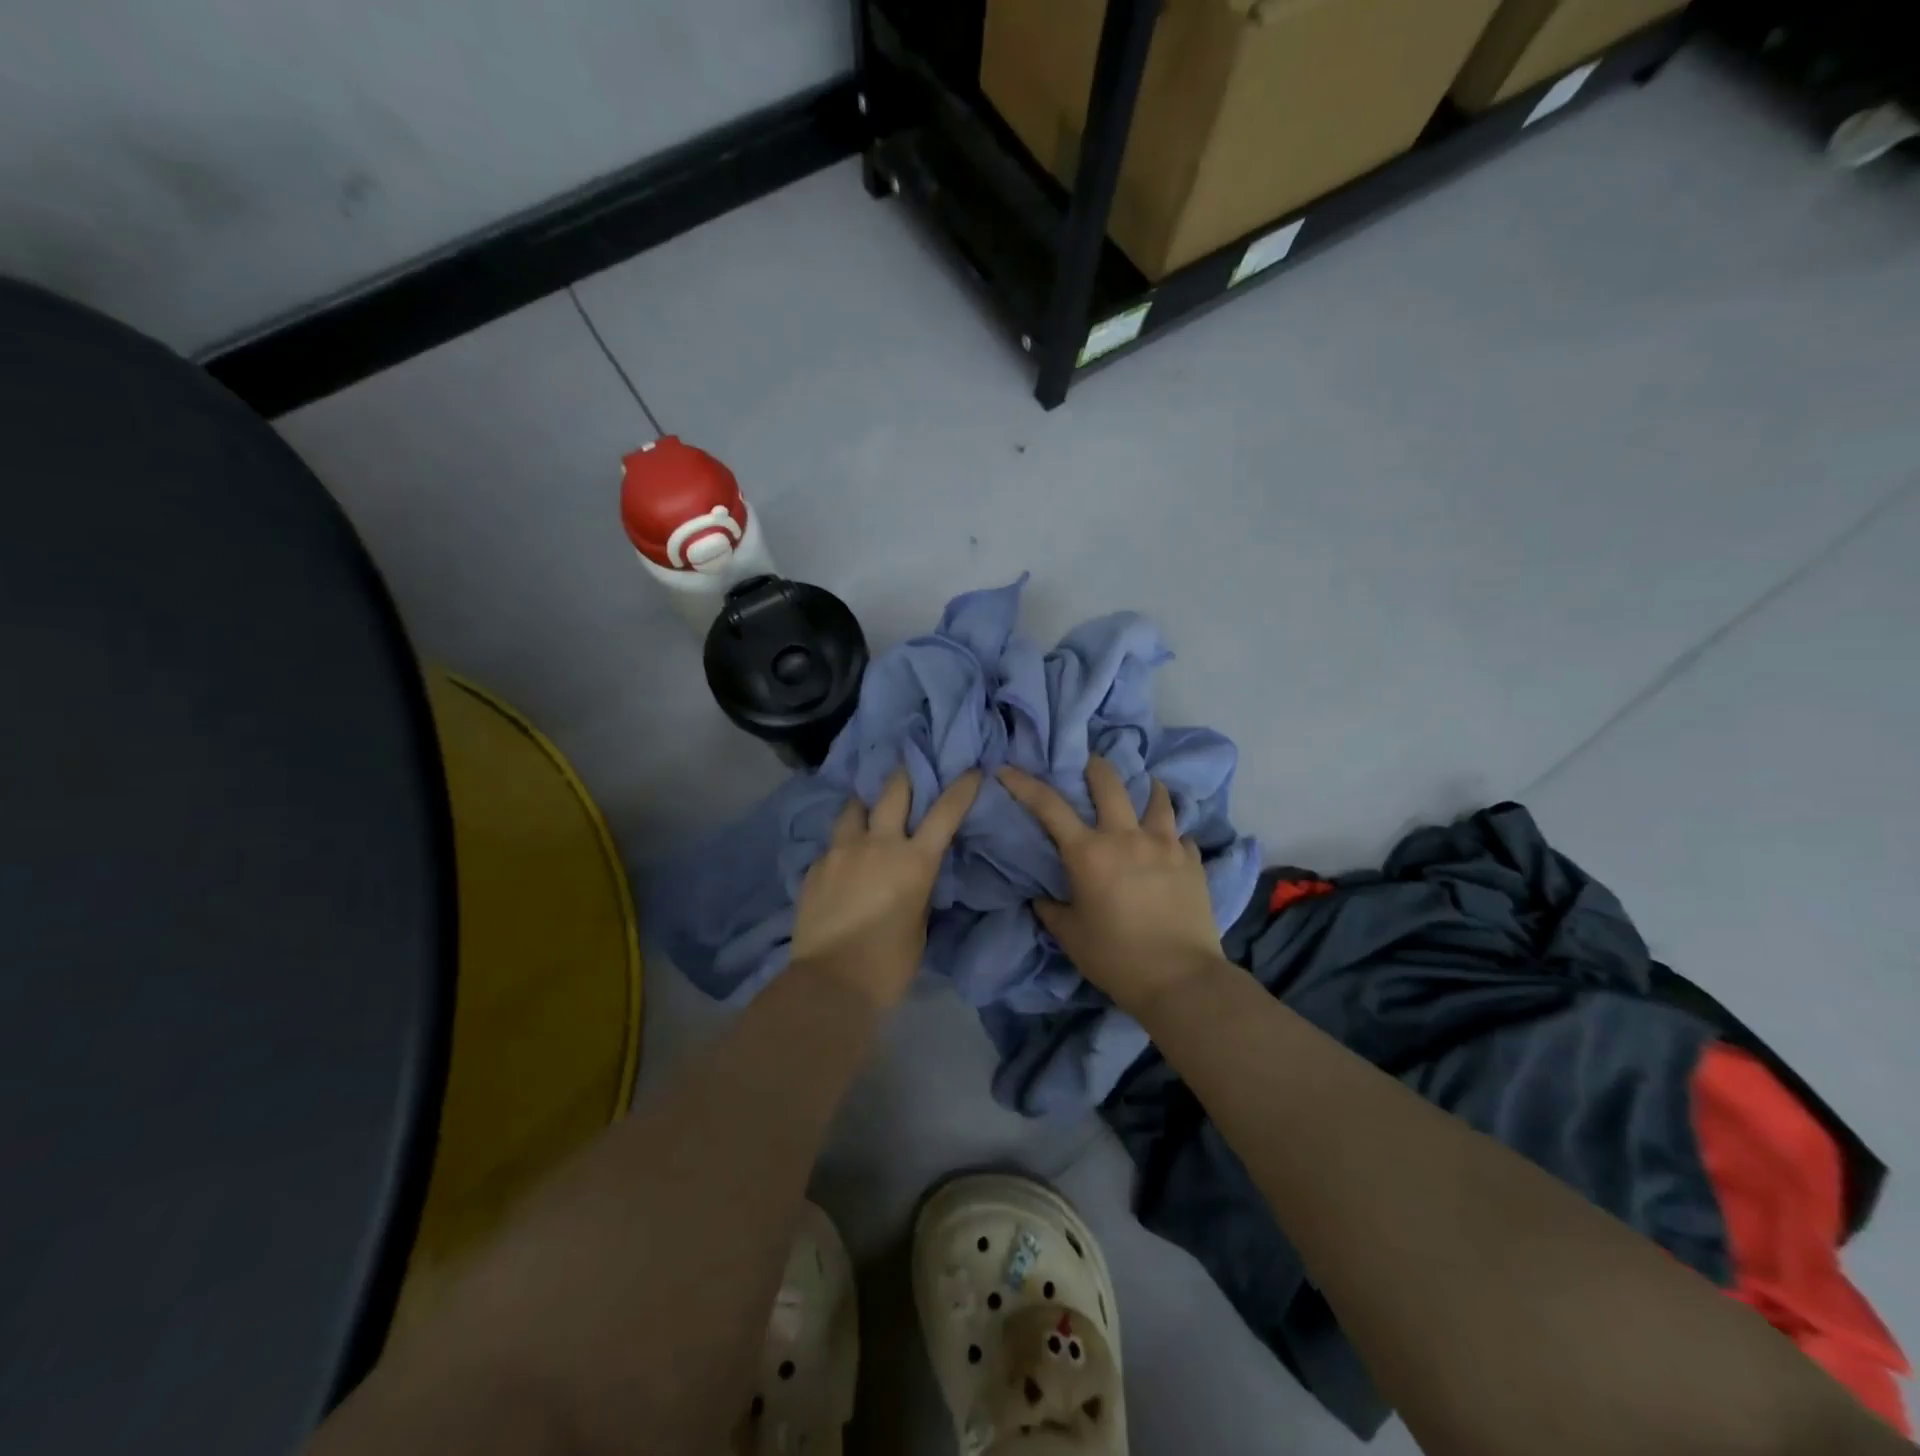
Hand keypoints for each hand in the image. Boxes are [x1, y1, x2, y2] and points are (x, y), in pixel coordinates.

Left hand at [790, 769, 980, 1010]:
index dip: (961, 788)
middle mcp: (877, 844)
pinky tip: (843, 863)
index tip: (970, 771)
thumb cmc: (889, 963)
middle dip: (904, 777)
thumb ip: (919, 888)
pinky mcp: (815, 866)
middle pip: (893, 790)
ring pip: (854, 807)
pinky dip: (843, 846)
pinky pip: (833, 844)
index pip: (944, 812)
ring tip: (867, 814)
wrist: (830, 982)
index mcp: (913, 861)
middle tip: (908, 775)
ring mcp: (841, 851)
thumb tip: (913, 874)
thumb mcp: (919, 923)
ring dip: (866, 806)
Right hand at [998, 758, 1223, 1015]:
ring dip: (1146, 788)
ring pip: (1157, 797)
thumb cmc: (1115, 958)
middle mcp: (1126, 837)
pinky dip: (1171, 833)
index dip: (1023, 783)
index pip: (1048, 805)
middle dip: (1093, 766)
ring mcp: (1165, 844)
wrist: (1179, 979)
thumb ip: (1051, 909)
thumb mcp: (1070, 935)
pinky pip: (1181, 834)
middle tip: (1088, 765)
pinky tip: (1170, 842)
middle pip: (1108, 781)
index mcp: (1088, 852)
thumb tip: (1042, 896)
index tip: (1007, 769)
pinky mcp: (1192, 860)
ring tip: (1144, 788)